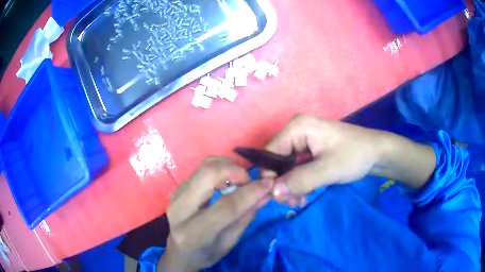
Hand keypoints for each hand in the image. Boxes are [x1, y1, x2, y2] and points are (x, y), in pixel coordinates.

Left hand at [158, 157, 272, 271]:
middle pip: (208, 175)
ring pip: (204, 166)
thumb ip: (246, 217)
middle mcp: (180, 209)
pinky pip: (200, 168)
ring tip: (240, 179)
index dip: (250, 193)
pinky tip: (228, 178)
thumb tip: (266, 193)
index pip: (226, 206)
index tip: (268, 183)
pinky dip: (219, 167)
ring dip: (227, 166)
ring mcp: (175, 195)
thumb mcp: (229, 243)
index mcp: (194, 233)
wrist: (179, 252)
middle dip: (235, 171)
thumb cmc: (206, 253)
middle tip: (249, 180)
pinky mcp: (177, 187)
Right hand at [265, 114, 435, 203]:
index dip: (269, 177)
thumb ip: (300, 180)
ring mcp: (302, 141)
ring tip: (300, 200)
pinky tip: (305, 193)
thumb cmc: (355, 155)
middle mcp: (296, 131)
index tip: (279, 198)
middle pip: (276, 161)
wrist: (377, 153)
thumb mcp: (328, 169)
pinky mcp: (309, 150)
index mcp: (297, 127)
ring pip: (285, 167)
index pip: (269, 153)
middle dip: (282, 184)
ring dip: (290, 186)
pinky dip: (298, 182)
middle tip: (293, 202)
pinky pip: (295, 168)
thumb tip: (273, 193)